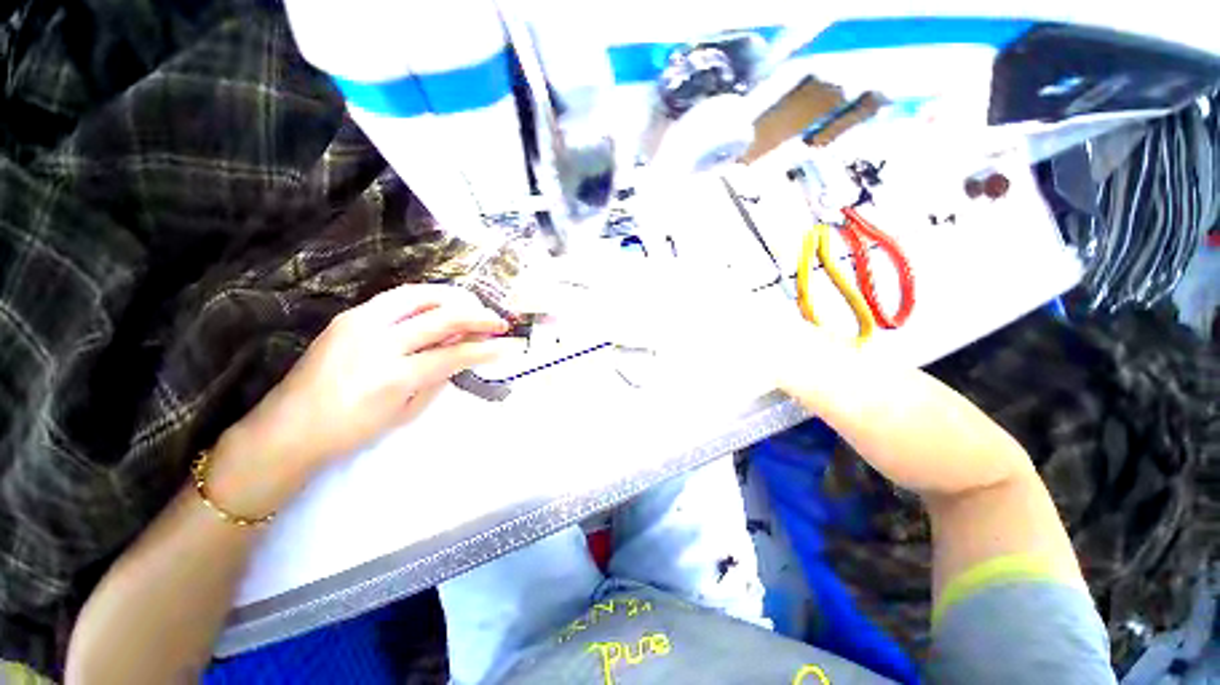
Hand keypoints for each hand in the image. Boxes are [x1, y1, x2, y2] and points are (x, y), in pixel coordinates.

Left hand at [233, 284, 523, 472]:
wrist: (288, 428)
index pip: (455, 353)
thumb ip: (437, 380)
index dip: (487, 349)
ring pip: (419, 295)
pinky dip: (426, 297)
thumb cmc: (351, 431)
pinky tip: (440, 304)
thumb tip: (460, 356)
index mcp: (395, 376)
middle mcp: (380, 343)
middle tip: (499, 320)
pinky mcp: (350, 316)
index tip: (509, 345)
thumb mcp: (405, 414)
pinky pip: (397, 297)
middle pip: (442, 317)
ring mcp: (361, 323)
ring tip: (473, 305)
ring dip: (454, 297)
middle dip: (479, 316)